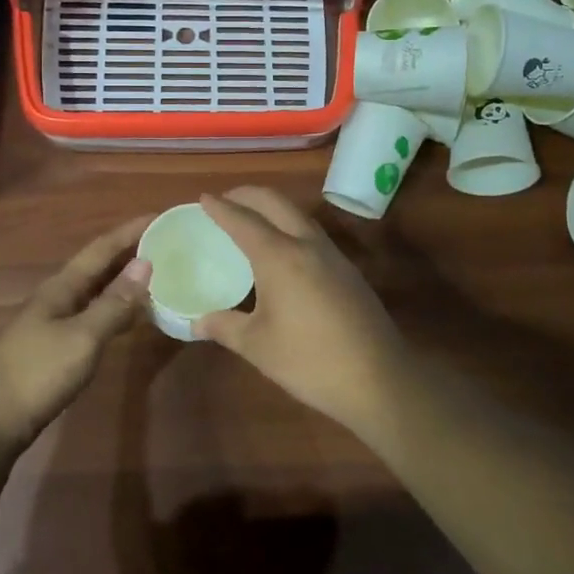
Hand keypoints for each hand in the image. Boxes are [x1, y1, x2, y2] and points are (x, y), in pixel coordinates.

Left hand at [0, 215, 153, 455]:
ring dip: (124, 280)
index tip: (159, 216)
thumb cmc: (38, 374)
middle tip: (165, 242)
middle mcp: (57, 297)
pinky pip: (94, 314)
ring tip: (157, 273)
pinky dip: (116, 308)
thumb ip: (114, 303)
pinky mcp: (57, 345)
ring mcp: (55, 321)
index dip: (130, 232)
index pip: (101, 249)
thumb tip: (145, 263)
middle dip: (129, 251)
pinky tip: (133, 316)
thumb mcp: (83, 337)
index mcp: (61, 287)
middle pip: (98, 266)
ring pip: (96, 291)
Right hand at [194, 188, 404, 429]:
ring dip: (273, 208)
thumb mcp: (257, 346)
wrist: (377, 378)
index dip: (221, 208)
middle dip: (249, 195)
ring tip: (253, 219)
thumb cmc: (309, 359)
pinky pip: (313, 234)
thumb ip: (225, 327)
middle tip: (227, 200)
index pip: (243, 221)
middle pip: (276, 203)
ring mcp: (333, 256)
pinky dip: (291, 227)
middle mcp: (307, 245)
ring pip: (299, 216)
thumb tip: (196, 322)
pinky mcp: (348, 271)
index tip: (203, 197)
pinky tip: (285, 250)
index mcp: (280, 256)